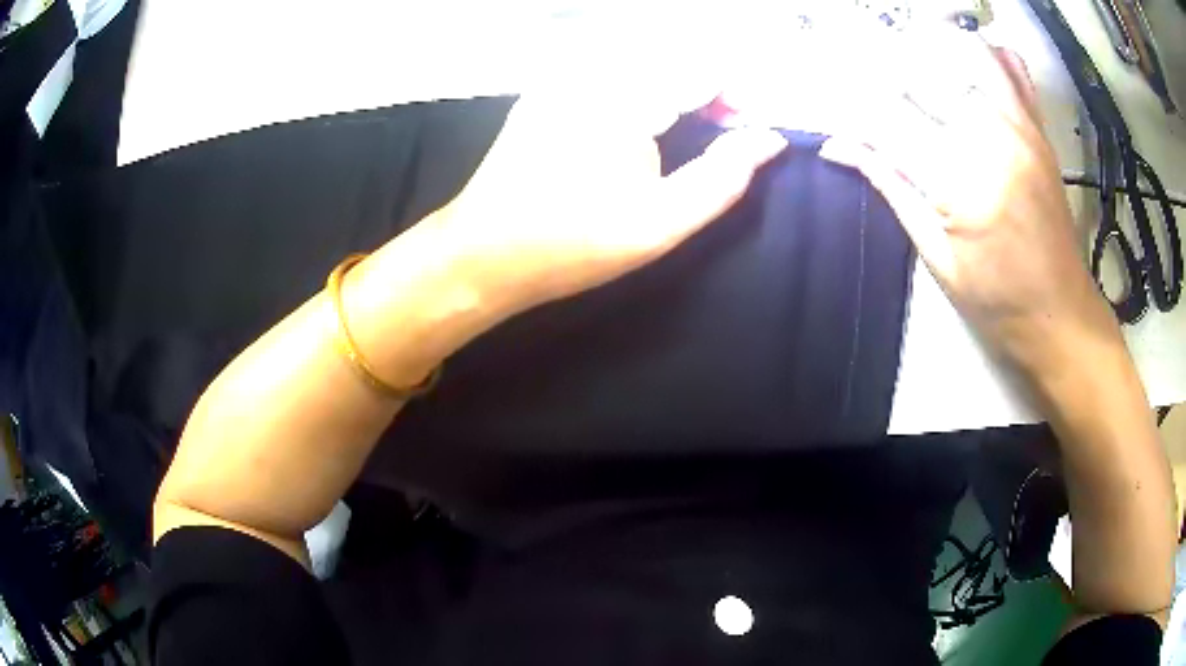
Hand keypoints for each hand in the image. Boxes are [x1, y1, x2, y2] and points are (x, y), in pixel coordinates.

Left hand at [428, 89, 786, 318]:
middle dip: (712, 85)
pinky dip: (647, 82)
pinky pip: (613, 66)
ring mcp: (563, 74)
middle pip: (676, 52)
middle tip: (726, 129)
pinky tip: (648, 116)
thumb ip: (725, 177)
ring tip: (693, 123)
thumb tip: (769, 139)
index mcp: (623, 95)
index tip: (749, 131)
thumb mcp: (660, 223)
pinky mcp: (549, 86)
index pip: (705, 65)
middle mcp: (591, 68)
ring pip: (646, 56)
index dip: (739, 93)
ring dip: (681, 81)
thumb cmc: (571, 244)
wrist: (482, 253)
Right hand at [817, 35, 1118, 371]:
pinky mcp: (1038, 129)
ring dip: (932, 52)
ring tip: (916, 74)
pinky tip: (967, 68)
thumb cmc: (998, 302)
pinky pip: (1013, 67)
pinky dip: (986, 55)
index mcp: (961, 182)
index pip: (887, 118)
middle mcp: (991, 139)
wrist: (1061, 316)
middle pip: (922, 72)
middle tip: (870, 98)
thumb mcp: (937, 257)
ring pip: (966, 52)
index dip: (851, 114)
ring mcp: (1020, 126)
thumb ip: (891, 188)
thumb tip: (840, 148)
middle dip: (882, 75)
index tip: (834, 120)